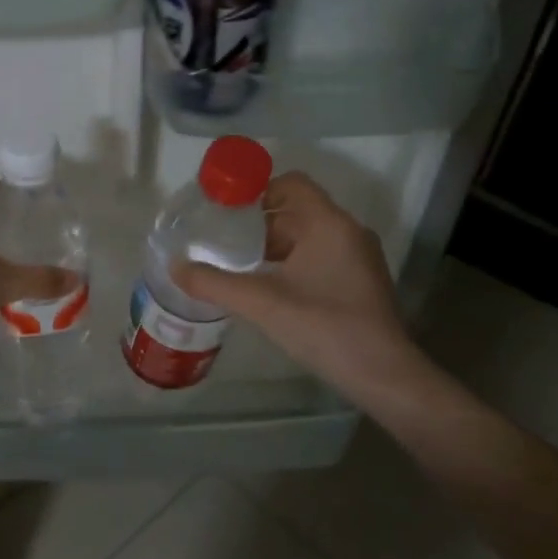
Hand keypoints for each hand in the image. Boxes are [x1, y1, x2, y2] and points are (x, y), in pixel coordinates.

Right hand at [171, 171, 423, 400]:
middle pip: (297, 211)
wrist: (382, 374)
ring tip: (239, 266)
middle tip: (222, 241)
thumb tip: (174, 267)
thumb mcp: (261, 303)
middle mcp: (347, 232)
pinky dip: (291, 263)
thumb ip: (214, 283)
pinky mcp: (359, 282)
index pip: (291, 184)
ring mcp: (357, 258)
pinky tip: (268, 288)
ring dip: (274, 246)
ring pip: (308, 237)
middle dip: (259, 224)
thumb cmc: (323, 326)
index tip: (225, 208)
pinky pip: (319, 257)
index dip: (257, 189)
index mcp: (328, 224)